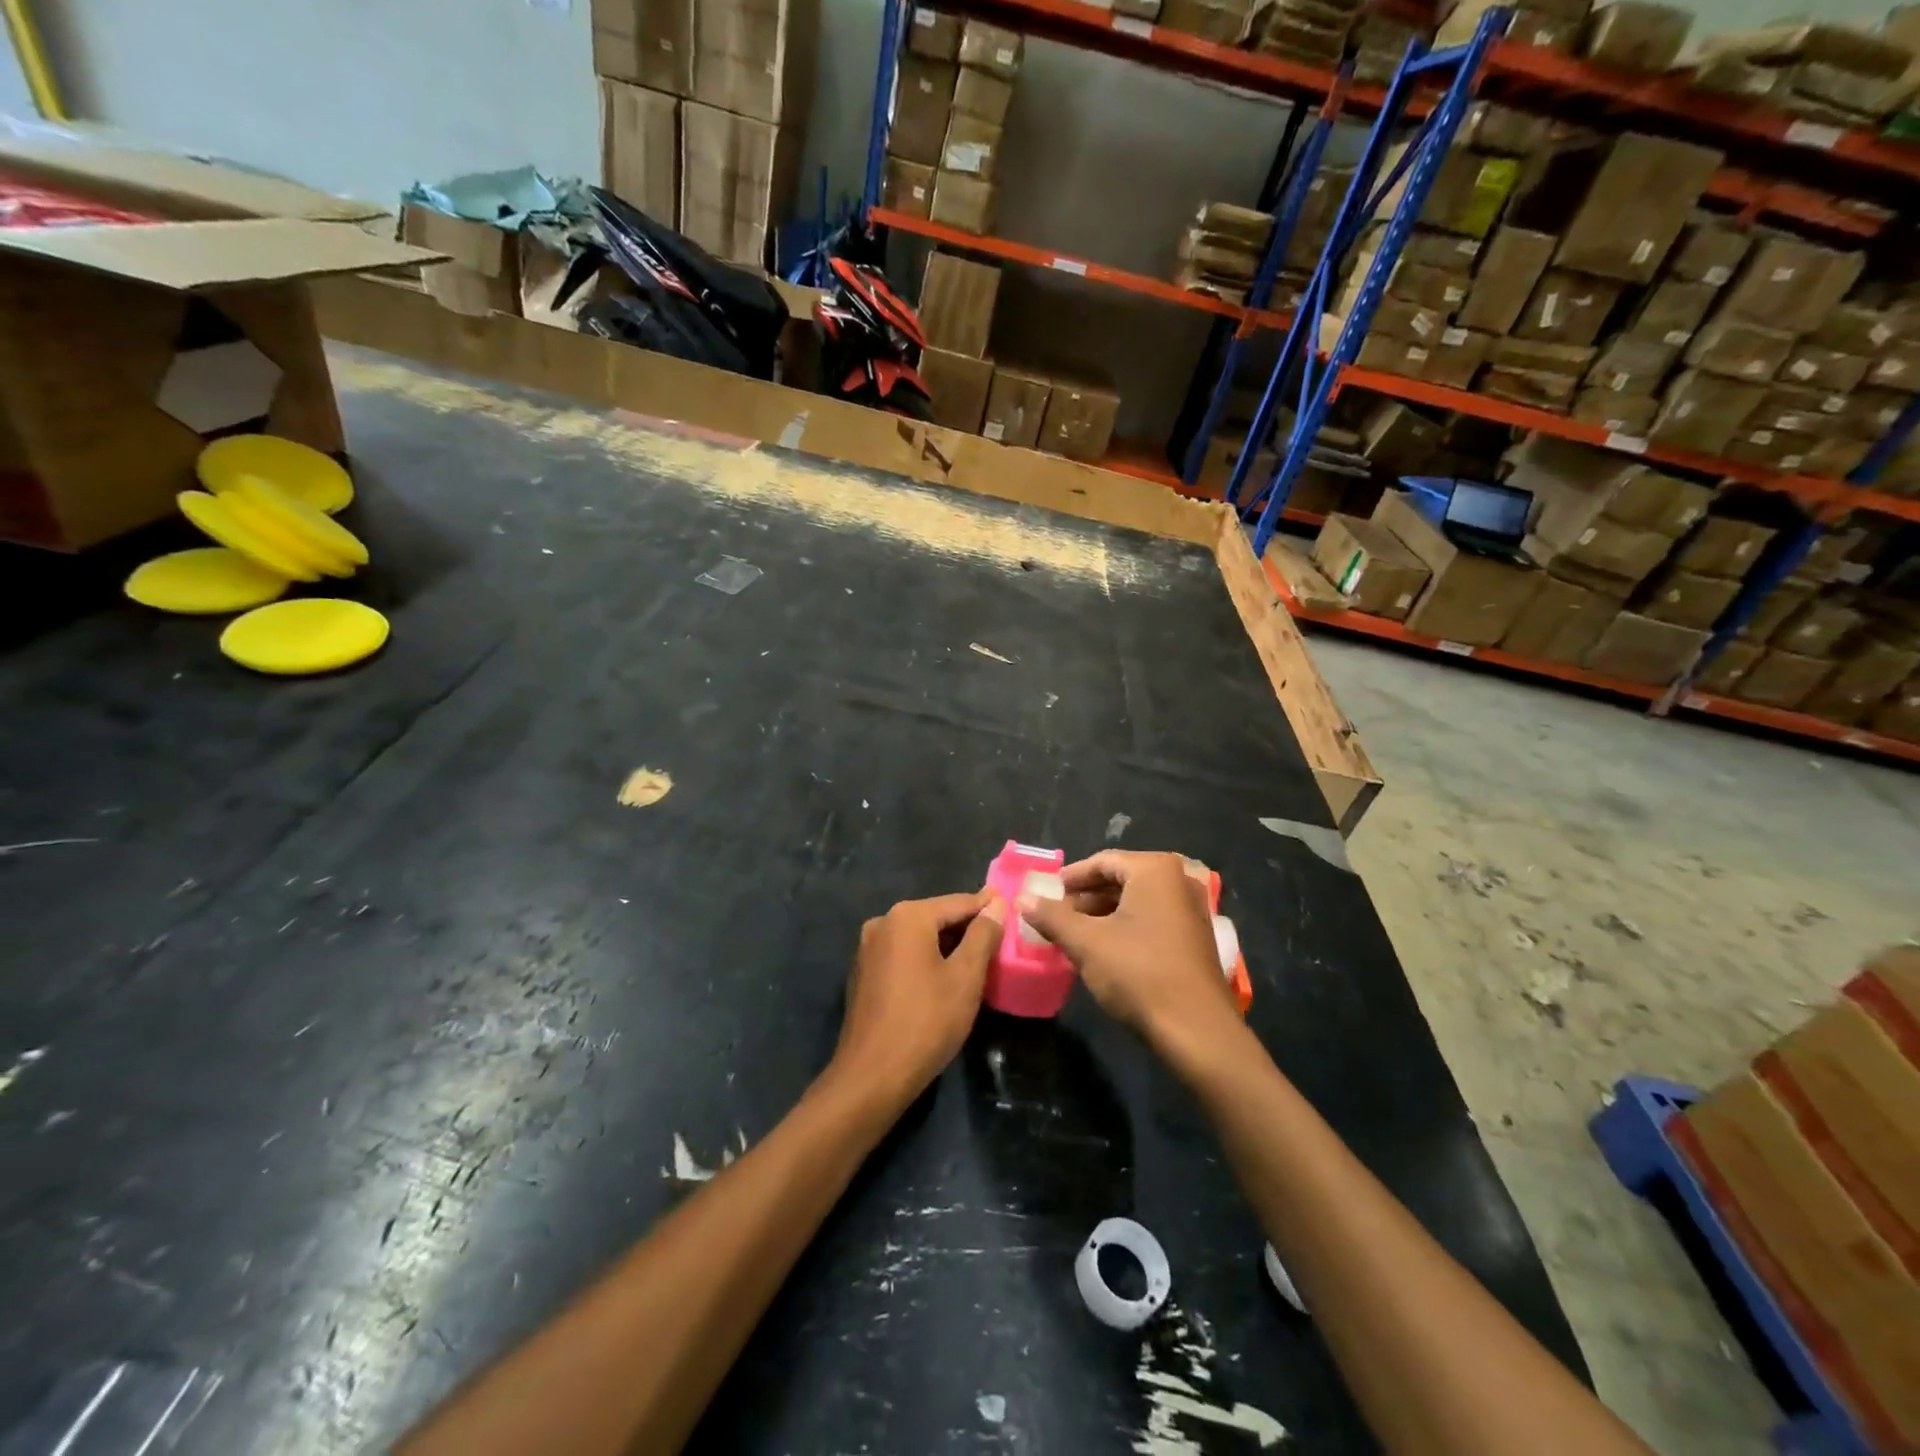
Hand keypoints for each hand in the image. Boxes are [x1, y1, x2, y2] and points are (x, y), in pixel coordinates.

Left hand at [832, 889, 1003, 1104]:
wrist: (872, 1076)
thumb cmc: (926, 1021)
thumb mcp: (965, 977)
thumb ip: (983, 935)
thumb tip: (996, 904)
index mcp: (907, 917)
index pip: (958, 903)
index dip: (987, 906)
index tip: (1010, 904)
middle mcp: (883, 923)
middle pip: (936, 918)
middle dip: (967, 928)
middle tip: (999, 937)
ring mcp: (868, 949)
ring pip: (919, 938)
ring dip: (947, 946)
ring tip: (978, 958)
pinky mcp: (863, 974)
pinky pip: (903, 956)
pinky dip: (926, 960)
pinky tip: (944, 978)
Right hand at [1018, 850, 1233, 1044]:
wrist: (1196, 1030)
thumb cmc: (1138, 973)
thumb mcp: (1086, 943)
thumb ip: (1052, 917)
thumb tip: (1022, 898)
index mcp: (1155, 870)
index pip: (1102, 861)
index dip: (1070, 878)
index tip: (1046, 893)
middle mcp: (1178, 880)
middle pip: (1121, 879)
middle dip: (1085, 897)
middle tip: (1056, 915)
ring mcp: (1192, 909)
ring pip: (1136, 901)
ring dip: (1103, 914)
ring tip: (1073, 934)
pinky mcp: (1196, 937)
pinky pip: (1152, 919)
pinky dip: (1125, 927)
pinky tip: (1103, 949)